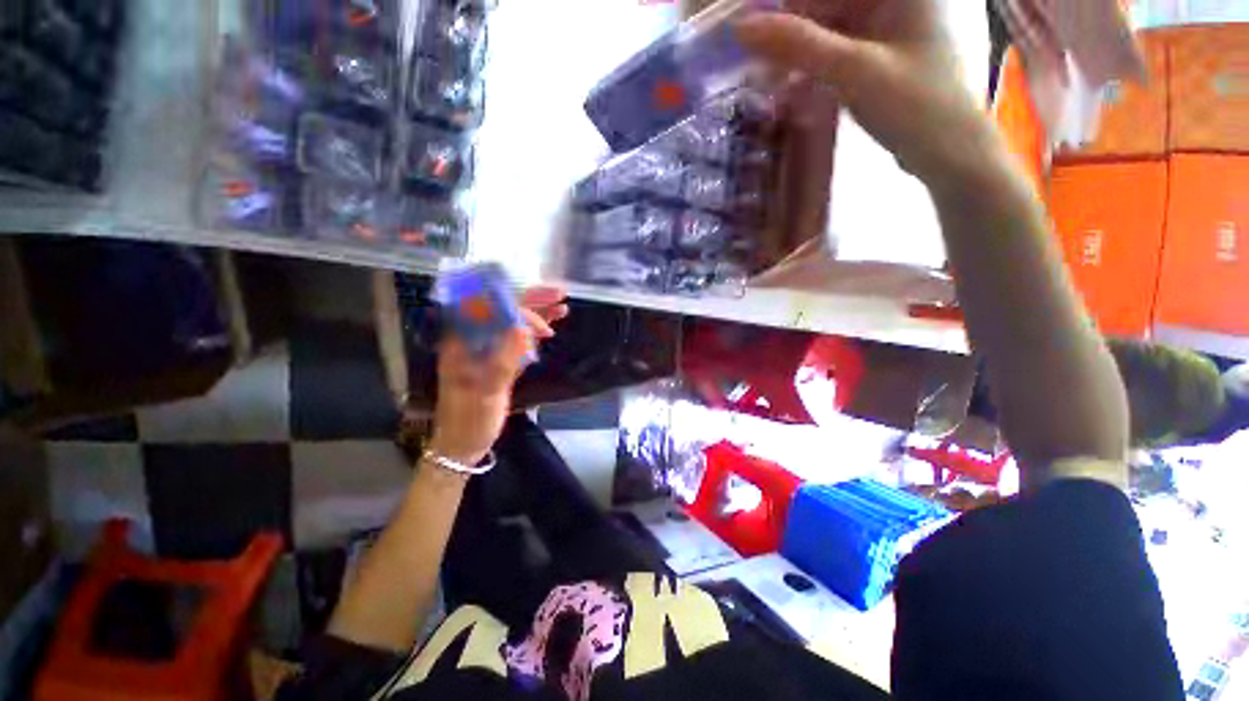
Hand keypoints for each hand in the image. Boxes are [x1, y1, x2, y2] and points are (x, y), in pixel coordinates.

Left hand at [427, 287, 568, 464]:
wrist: (462, 444)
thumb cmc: (469, 420)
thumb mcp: (486, 392)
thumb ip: (505, 360)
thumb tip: (524, 328)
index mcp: (462, 342)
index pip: (490, 309)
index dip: (518, 305)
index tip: (543, 316)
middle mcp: (474, 340)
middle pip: (504, 311)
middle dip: (532, 300)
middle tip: (560, 293)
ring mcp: (487, 350)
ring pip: (513, 323)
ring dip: (537, 314)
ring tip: (562, 307)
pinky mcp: (499, 361)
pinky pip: (518, 340)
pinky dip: (534, 332)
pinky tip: (550, 328)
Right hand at [737, 0, 1003, 186]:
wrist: (947, 151)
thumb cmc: (913, 104)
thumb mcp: (852, 70)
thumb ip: (798, 45)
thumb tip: (741, 28)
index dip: (788, 6)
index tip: (753, 28)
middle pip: (826, 2)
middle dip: (790, 28)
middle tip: (756, 60)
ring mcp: (886, 23)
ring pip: (827, 24)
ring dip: (797, 50)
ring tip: (769, 79)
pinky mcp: (878, 51)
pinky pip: (834, 47)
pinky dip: (811, 64)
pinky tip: (791, 85)